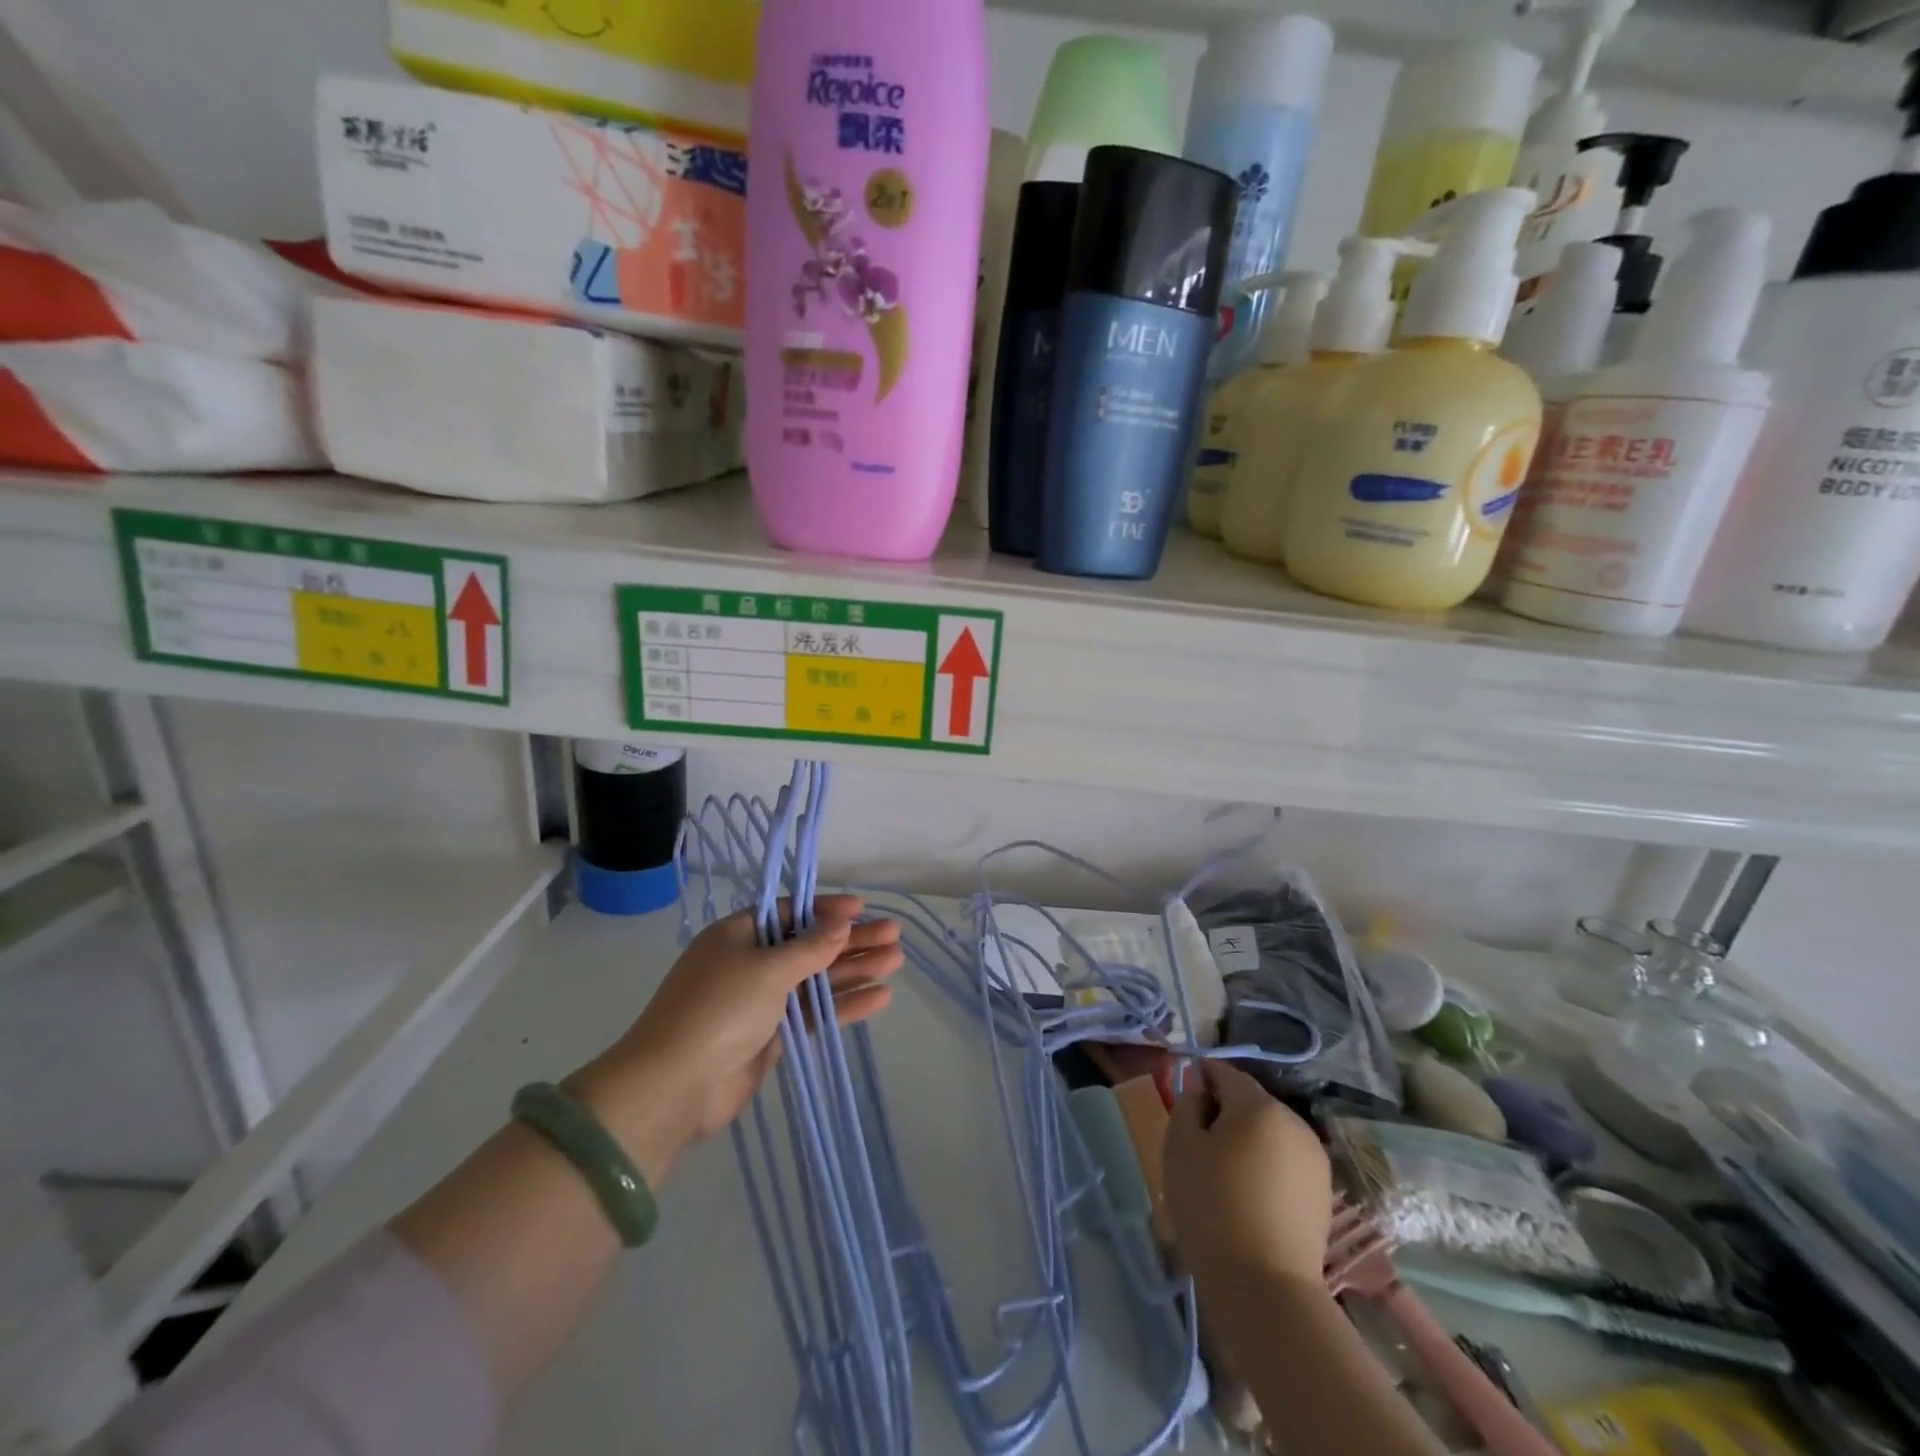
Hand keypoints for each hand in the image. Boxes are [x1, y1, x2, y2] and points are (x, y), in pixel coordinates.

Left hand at [569, 895, 902, 1185]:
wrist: (676, 1086)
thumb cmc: (720, 1009)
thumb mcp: (768, 968)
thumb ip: (810, 946)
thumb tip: (841, 922)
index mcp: (739, 934)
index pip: (790, 913)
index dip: (827, 910)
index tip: (862, 909)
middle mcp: (751, 962)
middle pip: (810, 945)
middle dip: (851, 941)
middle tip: (894, 936)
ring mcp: (761, 1001)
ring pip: (817, 980)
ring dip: (854, 970)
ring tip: (896, 962)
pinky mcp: (771, 1035)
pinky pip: (814, 1012)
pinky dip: (844, 1005)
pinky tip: (880, 998)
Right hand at [1164, 1060, 1331, 1290]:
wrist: (1265, 1285)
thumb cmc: (1211, 1205)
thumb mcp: (1180, 1146)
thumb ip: (1188, 1104)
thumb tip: (1202, 1092)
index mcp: (1258, 1105)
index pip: (1225, 1072)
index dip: (1203, 1076)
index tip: (1186, 1094)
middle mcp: (1293, 1121)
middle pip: (1251, 1102)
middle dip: (1226, 1111)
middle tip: (1200, 1141)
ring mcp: (1314, 1158)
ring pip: (1271, 1132)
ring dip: (1249, 1140)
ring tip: (1225, 1172)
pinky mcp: (1323, 1192)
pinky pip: (1286, 1162)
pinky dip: (1267, 1166)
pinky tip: (1250, 1196)